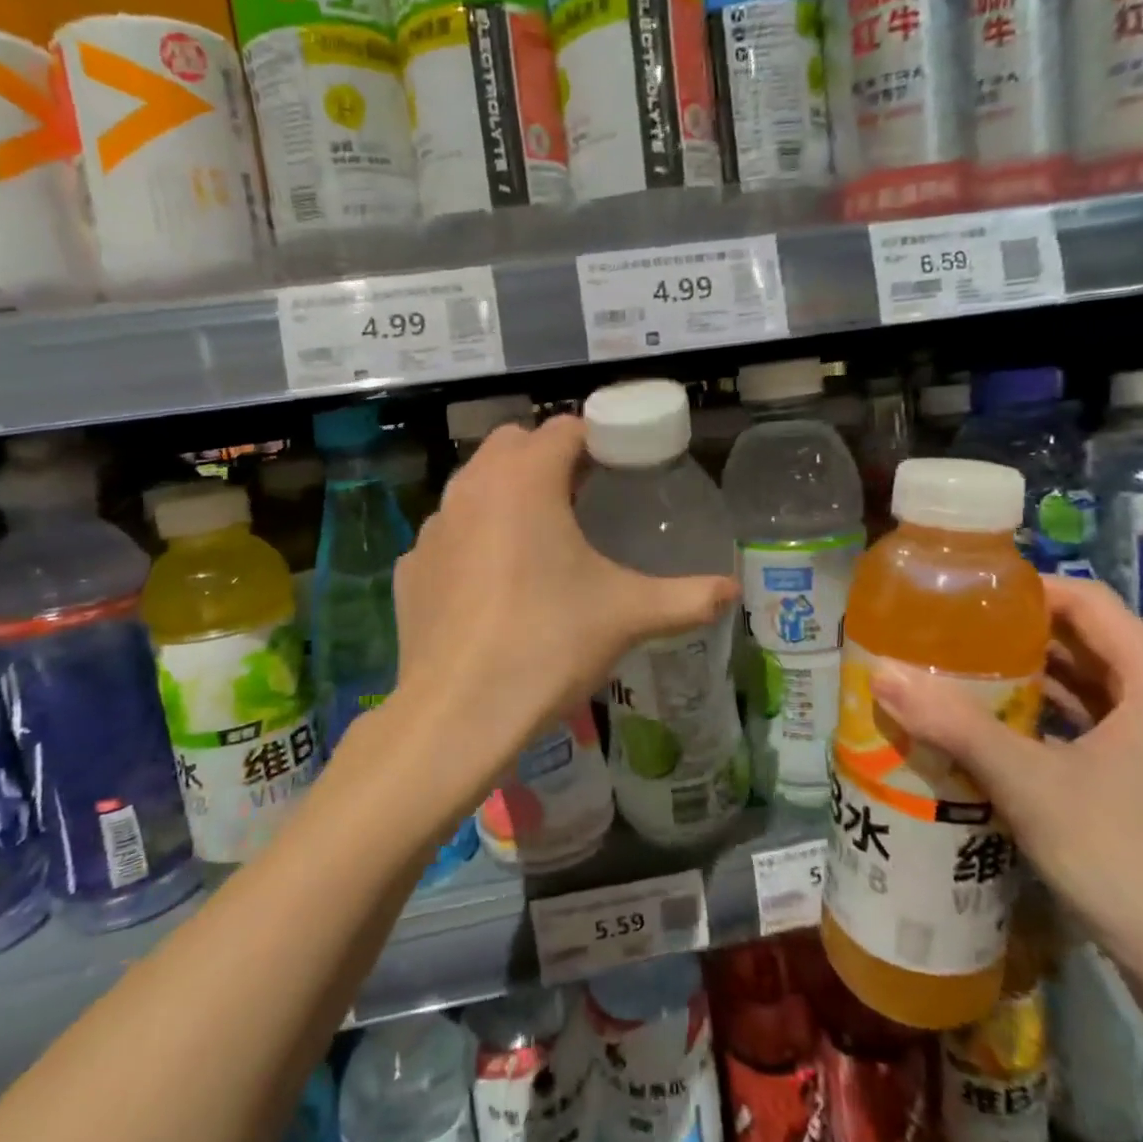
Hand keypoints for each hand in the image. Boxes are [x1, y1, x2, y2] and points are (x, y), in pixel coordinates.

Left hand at [389, 416, 737, 801]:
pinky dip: (471, 539)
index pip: (563, 428)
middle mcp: (472, 487)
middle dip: (546, 457)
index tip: (617, 467)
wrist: (458, 713)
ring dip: (505, 493)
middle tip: (580, 498)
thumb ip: (686, 597)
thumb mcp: (626, 615)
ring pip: (473, 484)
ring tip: (536, 538)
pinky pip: (448, 534)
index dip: (595, 439)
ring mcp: (434, 527)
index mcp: (525, 480)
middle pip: (513, 443)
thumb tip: (732, 591)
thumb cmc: (547, 644)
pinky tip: (490, 584)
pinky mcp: (410, 567)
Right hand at [868, 576, 1142, 981]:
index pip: (1086, 599)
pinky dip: (1047, 721)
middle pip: (1085, 640)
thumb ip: (955, 724)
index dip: (1024, 589)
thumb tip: (881, 673)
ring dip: (1027, 681)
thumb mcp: (1030, 785)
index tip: (961, 598)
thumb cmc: (1131, 861)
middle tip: (945, 637)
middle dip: (1014, 636)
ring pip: (1089, 687)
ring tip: (956, 677)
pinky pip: (1095, 728)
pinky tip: (993, 734)